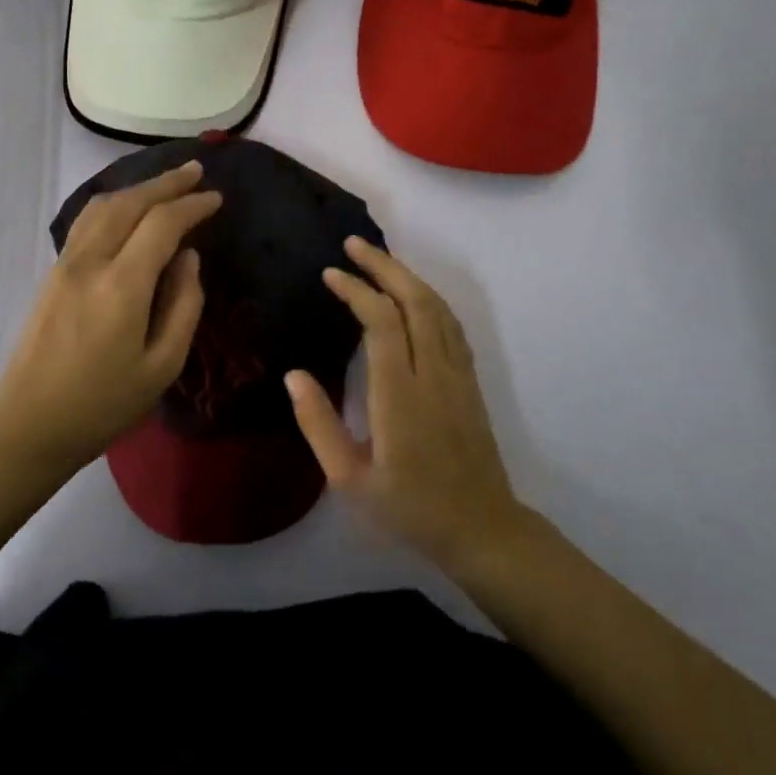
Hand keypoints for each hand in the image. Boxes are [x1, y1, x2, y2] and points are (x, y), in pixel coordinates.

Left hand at [0, 160, 220, 475]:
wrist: (29, 426)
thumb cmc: (103, 406)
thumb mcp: (162, 367)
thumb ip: (184, 306)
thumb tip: (188, 257)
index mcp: (121, 286)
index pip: (161, 224)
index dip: (192, 205)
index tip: (216, 199)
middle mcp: (90, 262)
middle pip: (130, 203)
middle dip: (166, 183)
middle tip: (196, 172)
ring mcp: (65, 264)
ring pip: (103, 206)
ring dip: (138, 188)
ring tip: (167, 184)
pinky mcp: (53, 273)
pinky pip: (87, 221)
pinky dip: (114, 203)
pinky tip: (129, 209)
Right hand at [286, 237, 524, 566]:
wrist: (482, 530)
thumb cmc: (410, 508)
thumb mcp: (350, 479)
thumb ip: (319, 424)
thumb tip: (293, 374)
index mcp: (400, 395)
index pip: (382, 323)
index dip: (356, 290)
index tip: (331, 274)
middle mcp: (434, 374)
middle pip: (415, 301)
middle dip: (384, 266)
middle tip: (353, 244)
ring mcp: (458, 375)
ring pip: (438, 308)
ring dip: (408, 276)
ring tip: (378, 259)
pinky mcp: (470, 381)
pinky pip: (451, 324)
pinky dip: (429, 298)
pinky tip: (413, 294)